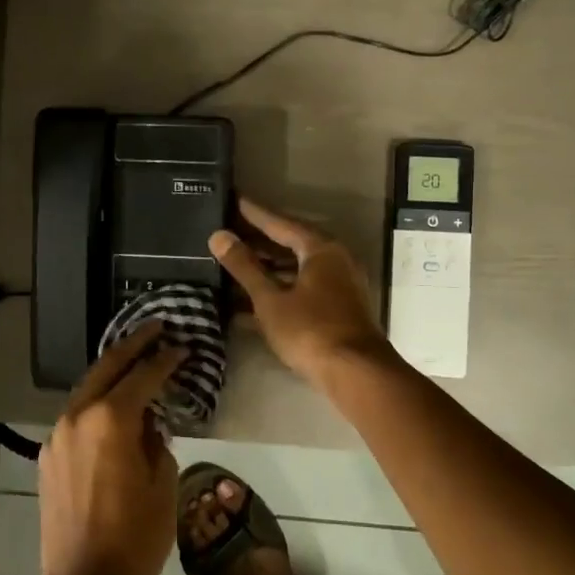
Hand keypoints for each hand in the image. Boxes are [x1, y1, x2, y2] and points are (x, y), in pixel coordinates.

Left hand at [37, 323, 183, 574]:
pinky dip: (96, 403)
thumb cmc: (136, 537)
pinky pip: (77, 416)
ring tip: (134, 359)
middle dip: (133, 344)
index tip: (182, 346)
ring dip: (111, 372)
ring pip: (87, 389)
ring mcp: (58, 435)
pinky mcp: (48, 456)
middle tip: (154, 327)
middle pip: (107, 367)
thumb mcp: (163, 483)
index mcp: (111, 419)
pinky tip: (112, 406)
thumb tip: (149, 424)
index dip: (164, 359)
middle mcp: (78, 416)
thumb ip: (157, 441)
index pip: (142, 375)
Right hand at [209, 198, 393, 387]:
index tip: (235, 200)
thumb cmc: (311, 330)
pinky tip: (252, 300)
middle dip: (260, 241)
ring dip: (268, 268)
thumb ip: (245, 267)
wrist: (356, 374)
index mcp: (321, 249)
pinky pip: (303, 288)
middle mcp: (336, 260)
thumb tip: (219, 236)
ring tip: (236, 264)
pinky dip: (280, 289)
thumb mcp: (270, 299)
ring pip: (297, 269)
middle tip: (230, 231)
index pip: (282, 223)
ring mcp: (341, 285)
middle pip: (292, 244)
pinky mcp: (339, 308)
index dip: (255, 214)